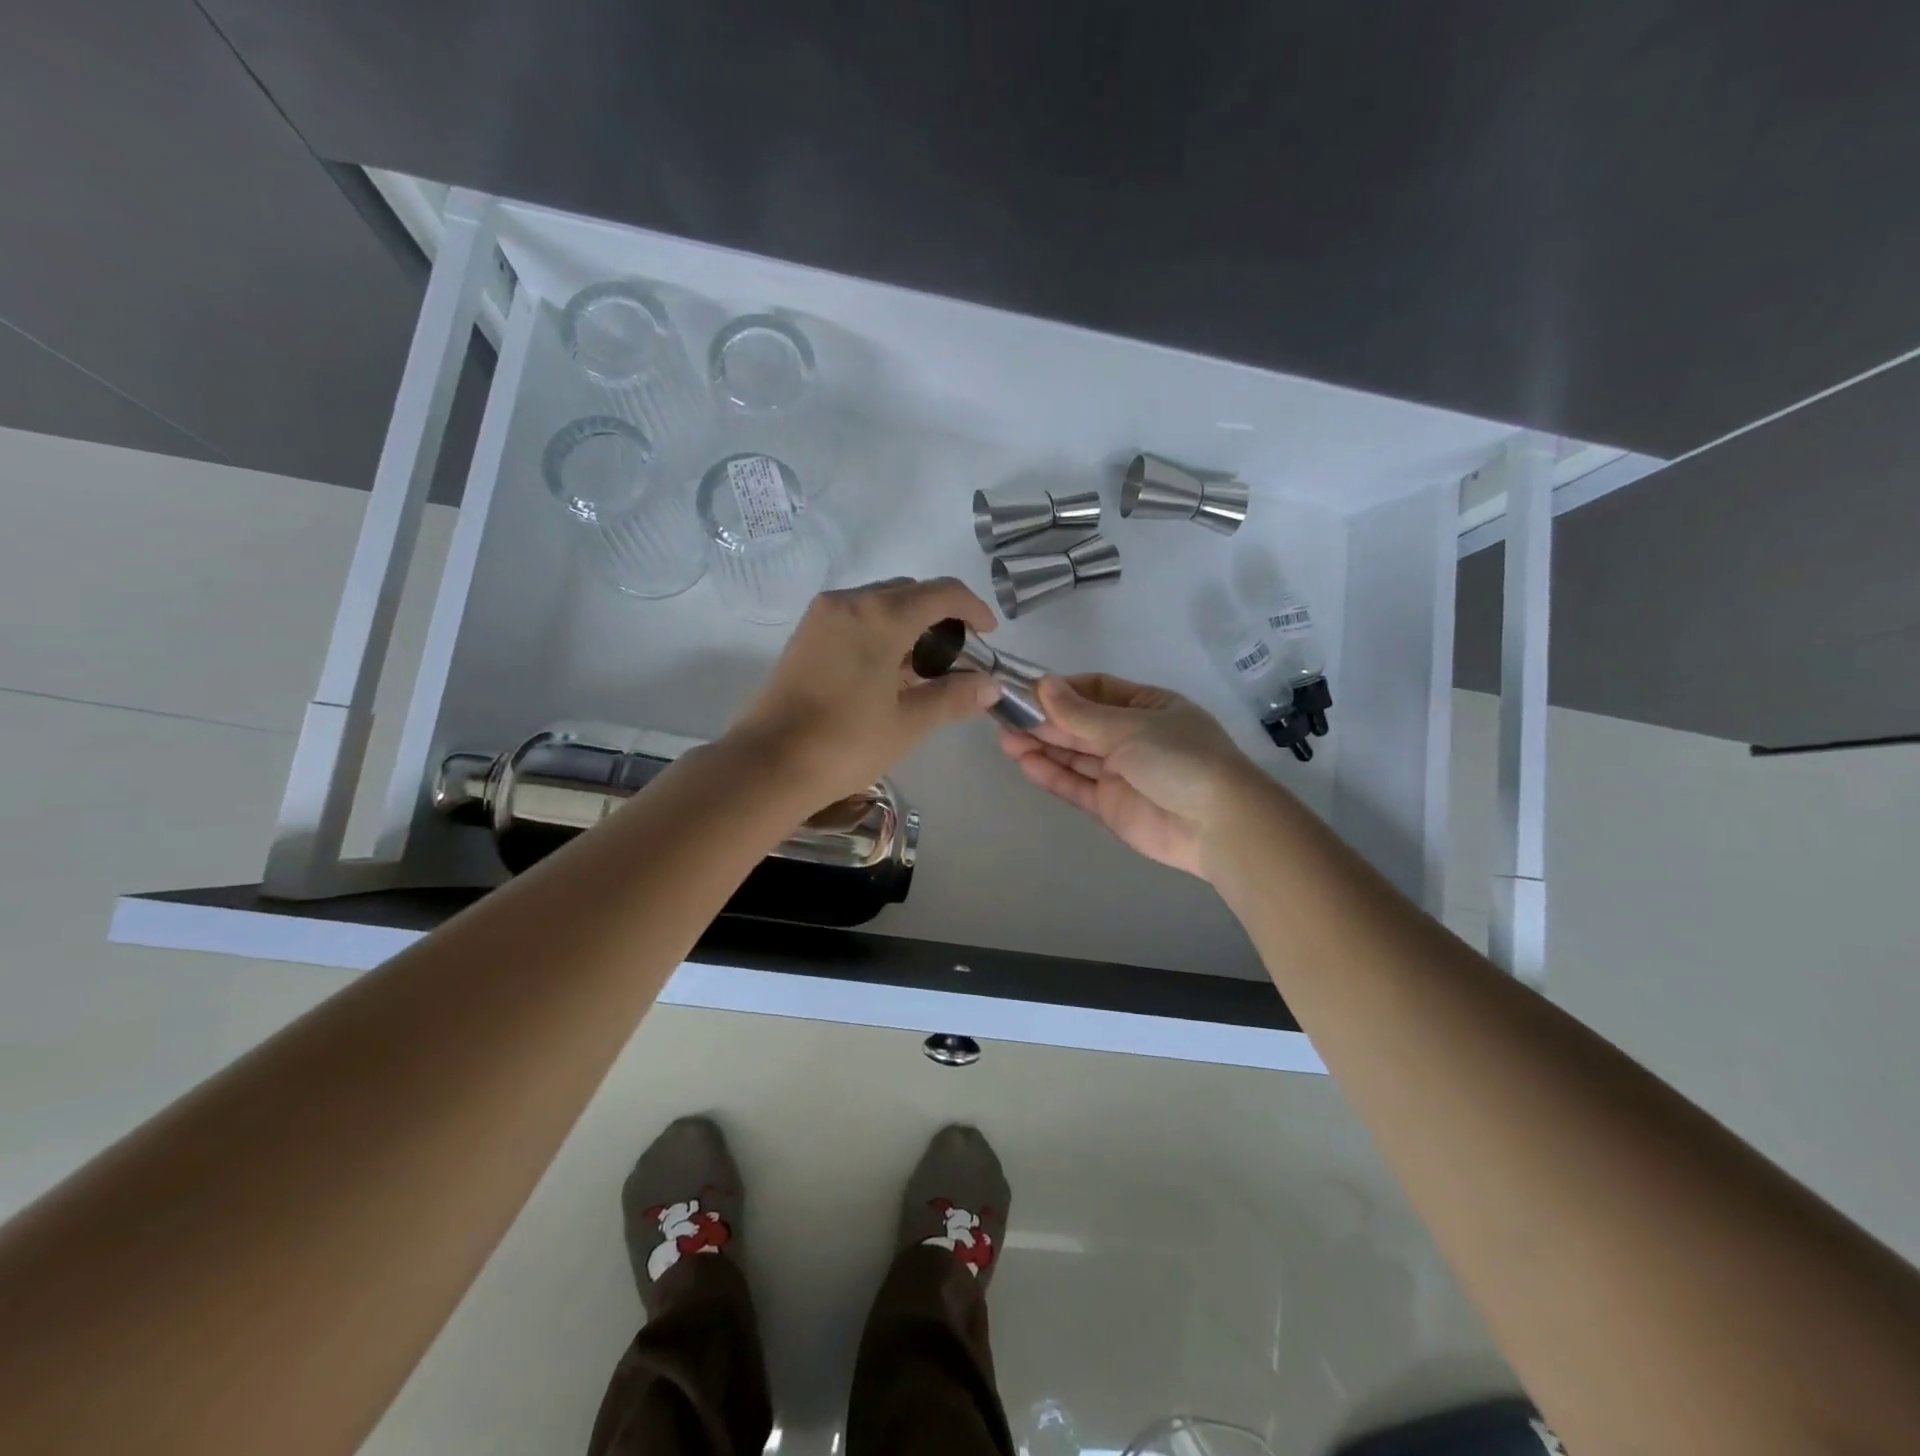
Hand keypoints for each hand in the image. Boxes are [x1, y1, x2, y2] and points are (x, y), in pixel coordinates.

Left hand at [728, 577, 1001, 802]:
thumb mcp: (908, 722)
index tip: (989, 634)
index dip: (973, 608)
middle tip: (958, 658)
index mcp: (881, 616)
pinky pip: (856, 618)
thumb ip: (953, 696)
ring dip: (910, 625)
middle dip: (941, 616)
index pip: (942, 593)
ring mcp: (822, 616)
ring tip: (925, 670)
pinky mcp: (805, 634)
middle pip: (910, 593)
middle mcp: (850, 602)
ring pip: (881, 604)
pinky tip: (889, 672)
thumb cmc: (846, 743)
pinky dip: (881, 632)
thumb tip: (991, 685)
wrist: (769, 764)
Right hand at [998, 673, 1253, 877]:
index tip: (1027, 691)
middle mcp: (1132, 736)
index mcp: (1147, 707)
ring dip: (1041, 745)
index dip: (1062, 691)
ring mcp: (1121, 772)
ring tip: (1004, 738)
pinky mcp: (1110, 805)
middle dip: (1044, 720)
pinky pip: (1075, 785)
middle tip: (1003, 716)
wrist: (1216, 824)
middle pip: (1080, 724)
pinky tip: (1023, 762)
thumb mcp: (1130, 727)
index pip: (1097, 691)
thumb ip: (1081, 714)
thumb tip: (1043, 684)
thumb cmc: (1179, 758)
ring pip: (1074, 755)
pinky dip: (1051, 774)